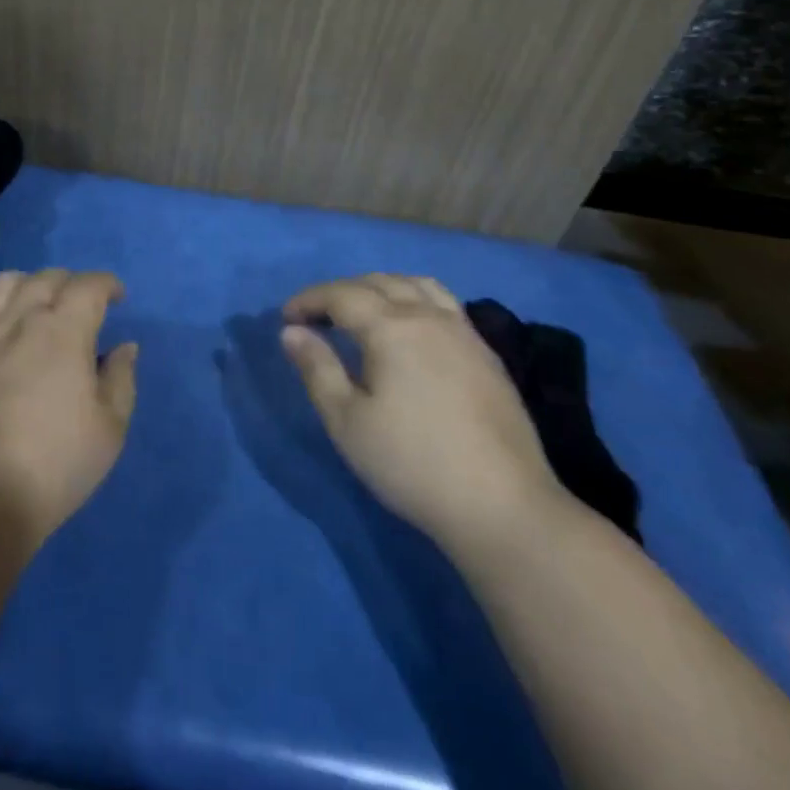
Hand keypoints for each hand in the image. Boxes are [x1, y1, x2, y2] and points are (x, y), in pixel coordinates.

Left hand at [0, 268, 138, 550]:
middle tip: (83, 305)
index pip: (88, 286)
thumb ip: (121, 379)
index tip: (118, 298)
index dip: (107, 284)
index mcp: (64, 331)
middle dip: (71, 283)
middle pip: (46, 279)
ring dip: (28, 284)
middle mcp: (20, 321)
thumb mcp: (110, 429)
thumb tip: (124, 347)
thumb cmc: (55, 465)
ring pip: (3, 284)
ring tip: (37, 303)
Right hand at [282, 274, 566, 552]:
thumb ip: (317, 369)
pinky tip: (411, 330)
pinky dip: (415, 299)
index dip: (309, 300)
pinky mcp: (486, 354)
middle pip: (378, 282)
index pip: (341, 295)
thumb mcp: (347, 422)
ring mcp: (463, 332)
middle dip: (341, 291)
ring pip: (416, 286)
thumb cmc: (412, 464)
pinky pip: (444, 304)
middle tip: (317, 316)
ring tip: (363, 311)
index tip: (286, 318)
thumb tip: (292, 332)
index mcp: (391, 327)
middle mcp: (428, 316)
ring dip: (381, 287)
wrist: (503, 506)